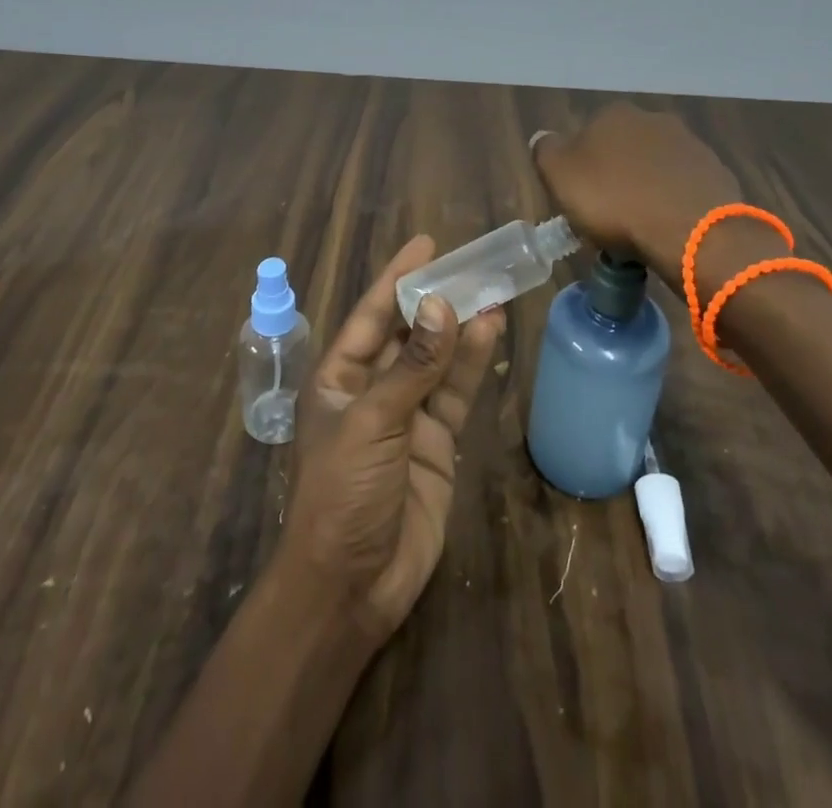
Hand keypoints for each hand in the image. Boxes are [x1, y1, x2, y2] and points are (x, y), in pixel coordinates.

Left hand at [281, 236, 504, 645]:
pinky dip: (471, 364)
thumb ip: (412, 365)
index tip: (426, 244)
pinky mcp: (436, 442)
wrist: (351, 586)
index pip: (372, 314)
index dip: (397, 277)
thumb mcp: (372, 422)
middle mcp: (372, 388)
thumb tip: (441, 304)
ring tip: (492, 291)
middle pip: (409, 332)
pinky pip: (455, 393)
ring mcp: (406, 415)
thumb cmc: (342, 493)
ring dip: (462, 327)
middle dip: (437, 299)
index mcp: (339, 376)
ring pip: (437, 359)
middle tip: (473, 264)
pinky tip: (491, 333)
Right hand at [533, 103, 742, 266]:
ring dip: (647, 188)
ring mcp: (690, 144)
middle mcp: (653, 119)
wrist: (692, 231)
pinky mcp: (716, 173)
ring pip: (655, 168)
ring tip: (640, 228)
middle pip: (623, 149)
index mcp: (613, 114)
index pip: (586, 135)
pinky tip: (669, 228)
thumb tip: (544, 138)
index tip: (579, 198)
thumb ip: (546, 151)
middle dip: (616, 175)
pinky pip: (683, 188)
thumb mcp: (559, 176)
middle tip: (608, 214)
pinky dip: (674, 203)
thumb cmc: (615, 201)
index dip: (580, 167)